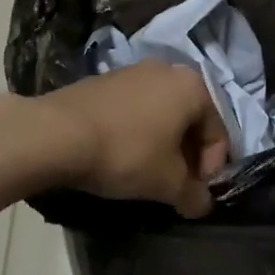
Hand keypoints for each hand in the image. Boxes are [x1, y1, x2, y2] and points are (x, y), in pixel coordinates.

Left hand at [36, 63, 230, 216]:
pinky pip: (135, 109)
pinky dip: (138, 132)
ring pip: (162, 114)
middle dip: (187, 156)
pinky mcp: (105, 80)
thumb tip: (202, 204)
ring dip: (162, 144)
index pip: (218, 134)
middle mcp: (168, 70)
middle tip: (174, 186)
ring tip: (146, 173)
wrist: (56, 133)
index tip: (194, 194)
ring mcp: (134, 71)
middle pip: (191, 120)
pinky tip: (121, 156)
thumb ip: (194, 195)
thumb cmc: (125, 153)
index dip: (212, 169)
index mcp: (193, 87)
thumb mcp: (166, 183)